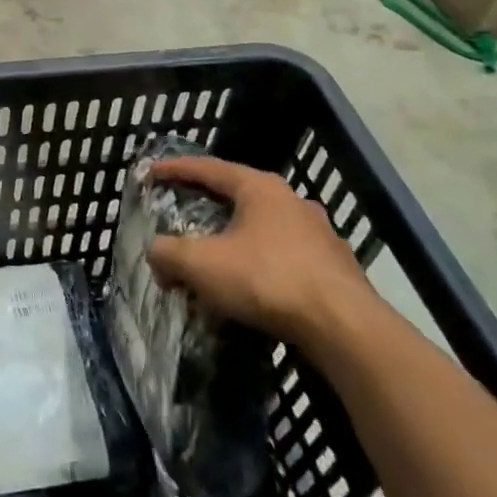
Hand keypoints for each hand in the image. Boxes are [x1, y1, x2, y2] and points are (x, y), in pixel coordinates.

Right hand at [145, 155, 373, 344]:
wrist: (346, 328)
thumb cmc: (267, 280)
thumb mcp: (202, 264)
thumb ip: (168, 253)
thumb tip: (156, 254)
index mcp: (259, 188)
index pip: (207, 168)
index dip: (175, 169)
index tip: (150, 173)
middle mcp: (291, 200)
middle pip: (238, 194)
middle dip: (207, 204)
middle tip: (182, 213)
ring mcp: (319, 233)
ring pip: (264, 227)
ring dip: (236, 238)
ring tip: (217, 257)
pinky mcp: (336, 267)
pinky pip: (285, 256)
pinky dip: (261, 263)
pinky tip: (252, 288)